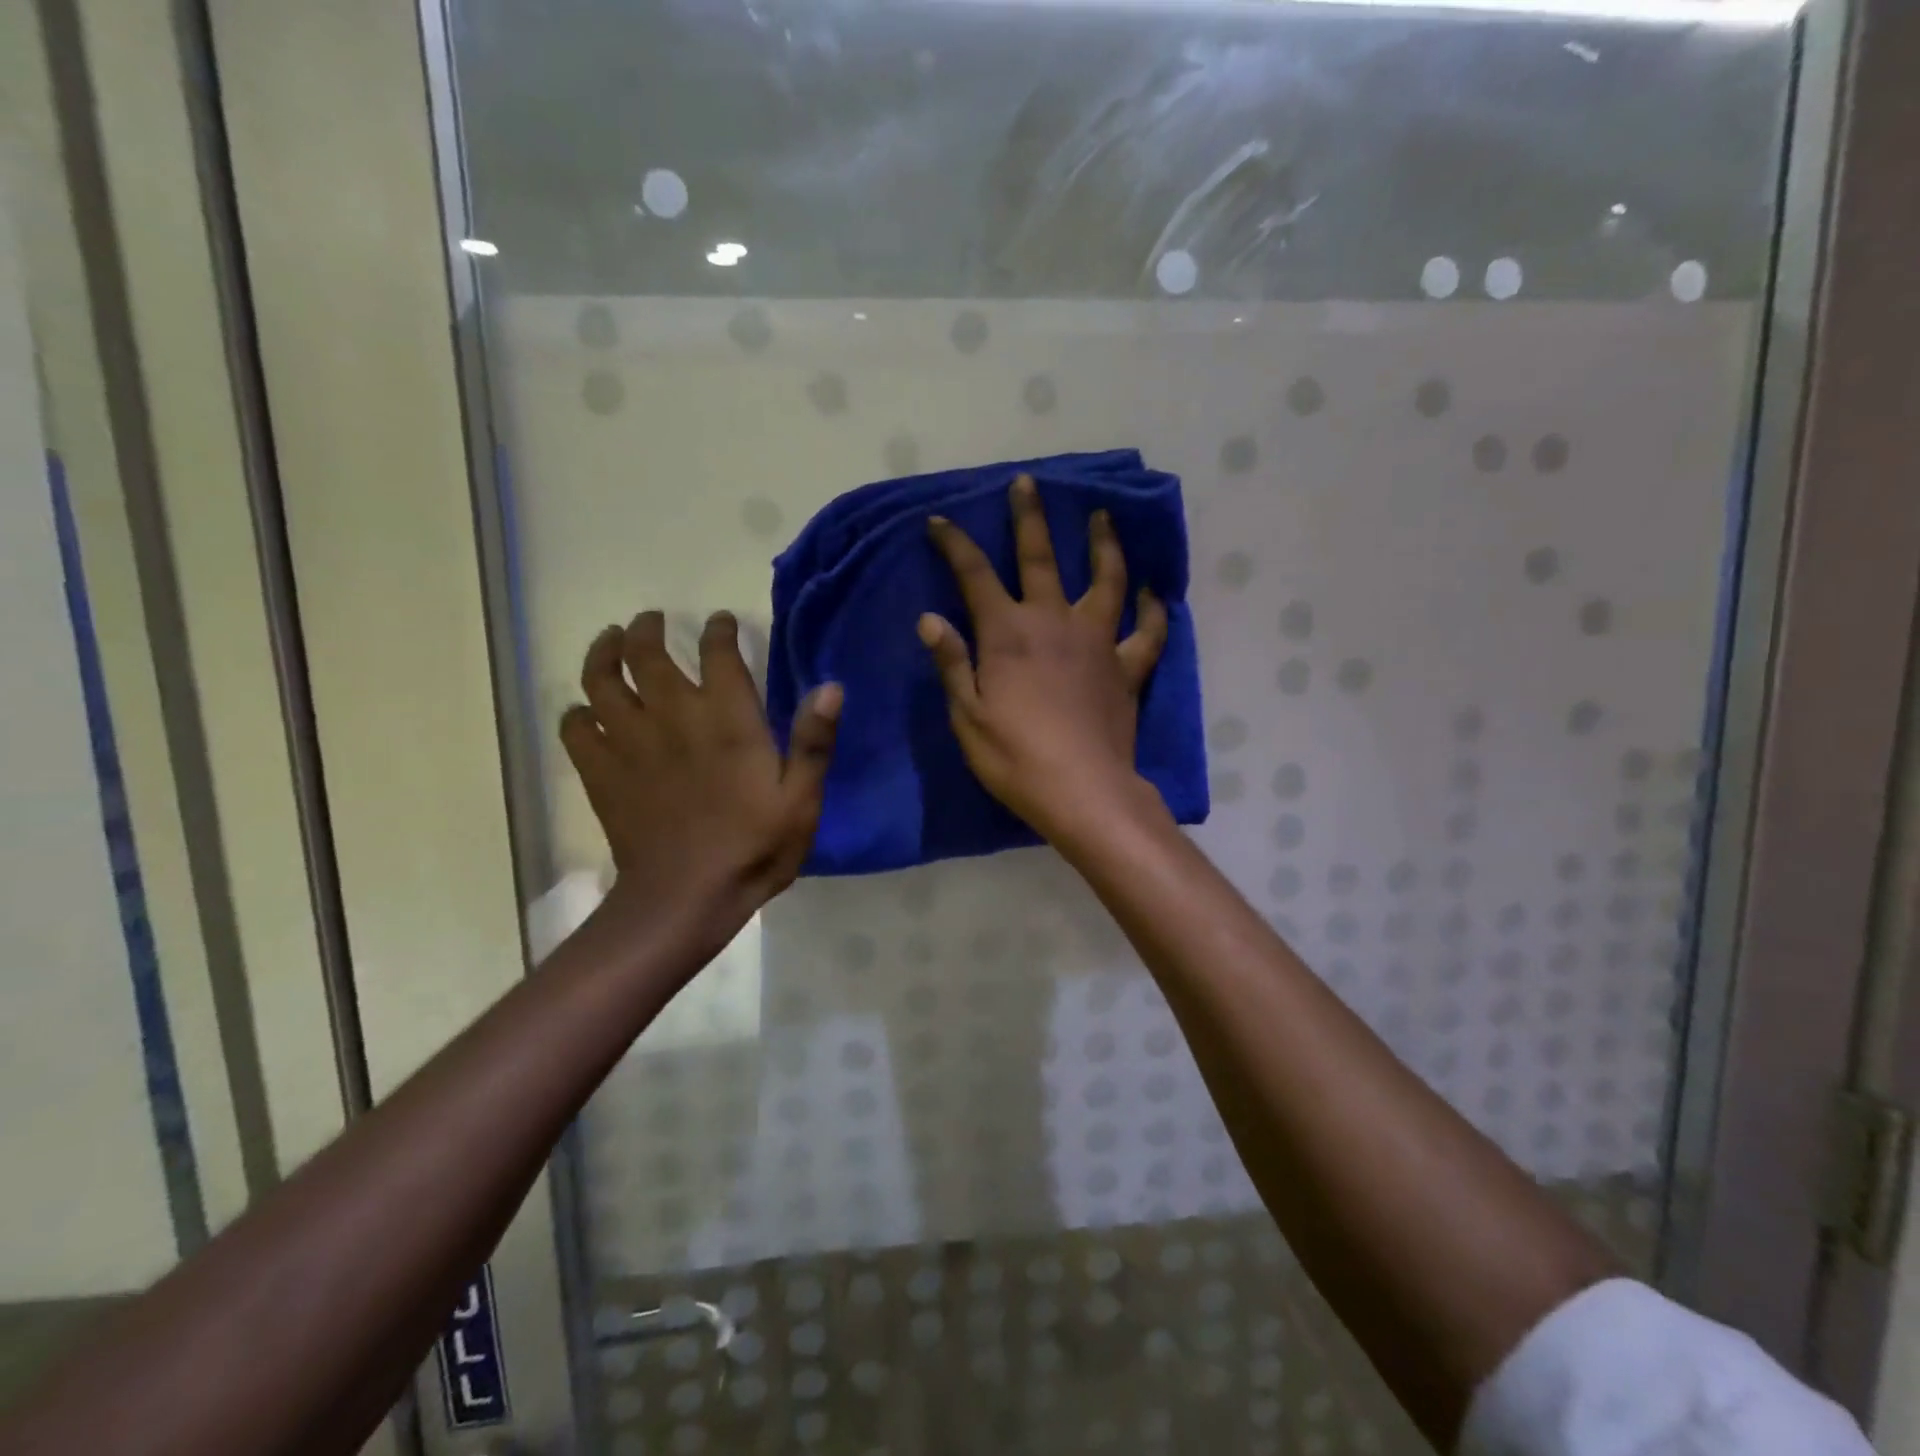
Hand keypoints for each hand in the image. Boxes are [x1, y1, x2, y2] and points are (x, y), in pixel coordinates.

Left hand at [560, 610, 839, 922]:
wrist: (686, 897)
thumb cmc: (753, 847)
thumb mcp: (801, 798)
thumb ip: (814, 740)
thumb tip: (831, 686)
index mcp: (726, 718)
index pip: (717, 653)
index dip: (718, 630)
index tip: (719, 622)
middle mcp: (672, 715)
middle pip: (646, 653)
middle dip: (647, 629)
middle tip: (650, 620)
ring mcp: (629, 742)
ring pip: (601, 680)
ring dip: (603, 653)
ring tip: (609, 641)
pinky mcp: (601, 772)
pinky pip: (576, 728)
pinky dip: (577, 713)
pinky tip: (585, 711)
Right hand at [920, 474, 1168, 839]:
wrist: (1083, 792)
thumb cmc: (1015, 758)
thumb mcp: (967, 715)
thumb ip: (952, 662)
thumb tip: (930, 618)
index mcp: (1008, 634)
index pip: (974, 575)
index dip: (954, 545)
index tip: (939, 521)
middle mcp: (1054, 623)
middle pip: (1041, 558)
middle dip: (1029, 518)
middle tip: (1026, 483)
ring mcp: (1097, 642)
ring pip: (1106, 580)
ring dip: (1104, 546)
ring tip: (1103, 518)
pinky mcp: (1127, 669)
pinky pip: (1147, 634)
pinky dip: (1153, 612)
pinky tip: (1155, 594)